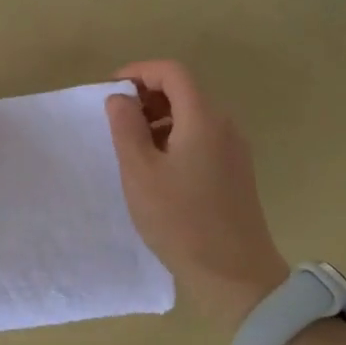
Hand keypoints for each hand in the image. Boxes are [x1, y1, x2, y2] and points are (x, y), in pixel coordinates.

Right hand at [104, 60, 288, 333]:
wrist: (234, 273)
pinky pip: (202, 137)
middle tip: (117, 121)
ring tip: (132, 147)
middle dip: (147, 96)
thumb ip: (126, 128)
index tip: (111, 90)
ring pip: (193, 115)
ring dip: (159, 119)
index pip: (172, 72)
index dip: (139, 71)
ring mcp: (234, 148)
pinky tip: (157, 168)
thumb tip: (120, 98)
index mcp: (203, 118)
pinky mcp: (235, 170)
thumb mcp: (140, 172)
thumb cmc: (180, 219)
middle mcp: (224, 125)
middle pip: (184, 91)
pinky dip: (175, 137)